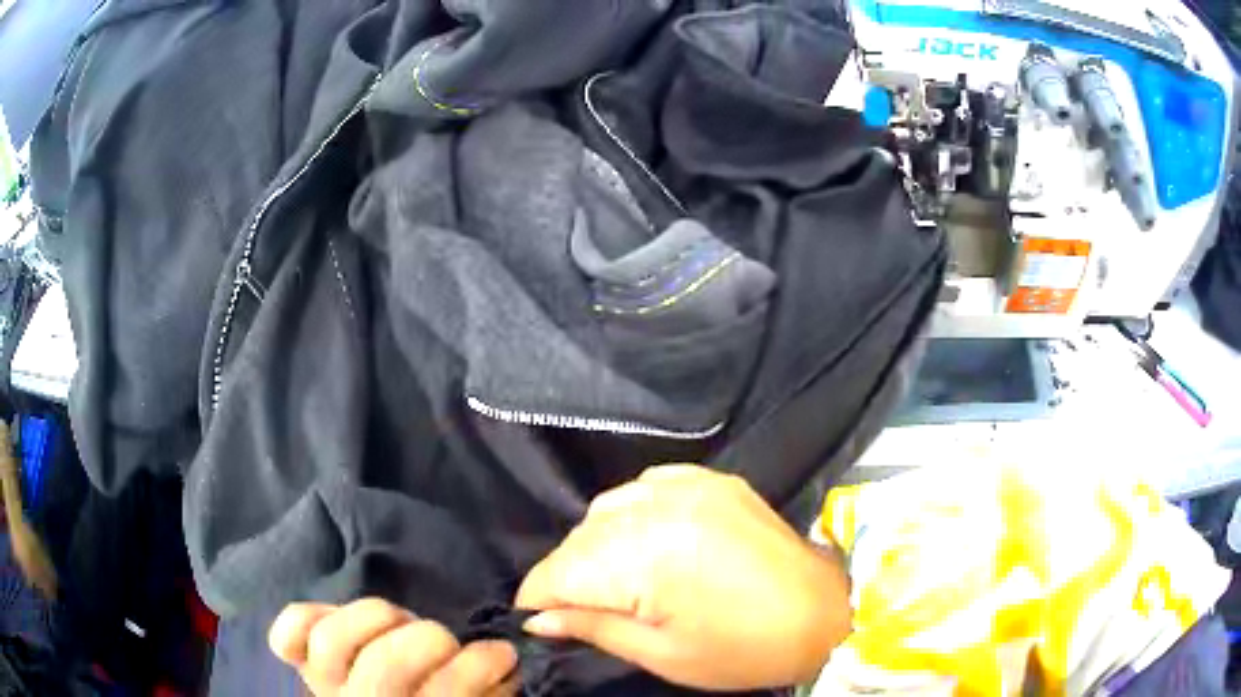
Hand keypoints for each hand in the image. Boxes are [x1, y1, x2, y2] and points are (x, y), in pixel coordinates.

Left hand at [269, 598, 517, 695]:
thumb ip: (487, 686)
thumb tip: (507, 656)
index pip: (443, 693)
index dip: (471, 671)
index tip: (500, 656)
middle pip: (384, 664)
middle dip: (428, 641)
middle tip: (449, 639)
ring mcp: (324, 681)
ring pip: (332, 639)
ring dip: (377, 619)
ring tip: (400, 621)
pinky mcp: (302, 659)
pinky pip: (288, 635)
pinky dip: (306, 618)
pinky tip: (333, 616)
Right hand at [516, 465, 850, 690]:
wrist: (824, 613)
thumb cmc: (743, 649)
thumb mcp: (661, 653)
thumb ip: (592, 627)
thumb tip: (537, 620)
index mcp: (647, 556)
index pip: (560, 570)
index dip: (538, 597)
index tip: (536, 618)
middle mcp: (661, 507)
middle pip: (580, 538)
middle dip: (567, 575)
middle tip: (578, 610)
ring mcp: (690, 485)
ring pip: (608, 508)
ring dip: (598, 544)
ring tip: (616, 580)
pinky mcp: (712, 479)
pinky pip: (647, 487)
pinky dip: (633, 513)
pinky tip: (647, 540)